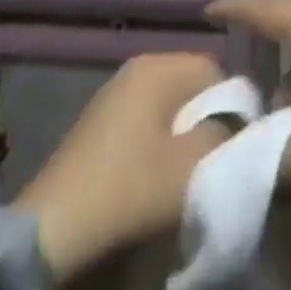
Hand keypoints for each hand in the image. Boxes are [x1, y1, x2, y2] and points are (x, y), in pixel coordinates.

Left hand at [7, 53, 229, 282]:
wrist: (56, 224)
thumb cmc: (130, 186)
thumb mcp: (190, 167)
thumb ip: (222, 137)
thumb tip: (234, 126)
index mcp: (158, 66)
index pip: (213, 68)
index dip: (232, 103)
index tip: (234, 141)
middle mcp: (138, 65)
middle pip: (190, 82)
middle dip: (206, 116)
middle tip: (210, 156)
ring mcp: (116, 89)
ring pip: (168, 101)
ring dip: (182, 130)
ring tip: (184, 168)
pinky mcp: (101, 117)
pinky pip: (146, 115)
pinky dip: (158, 138)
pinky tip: (154, 171)